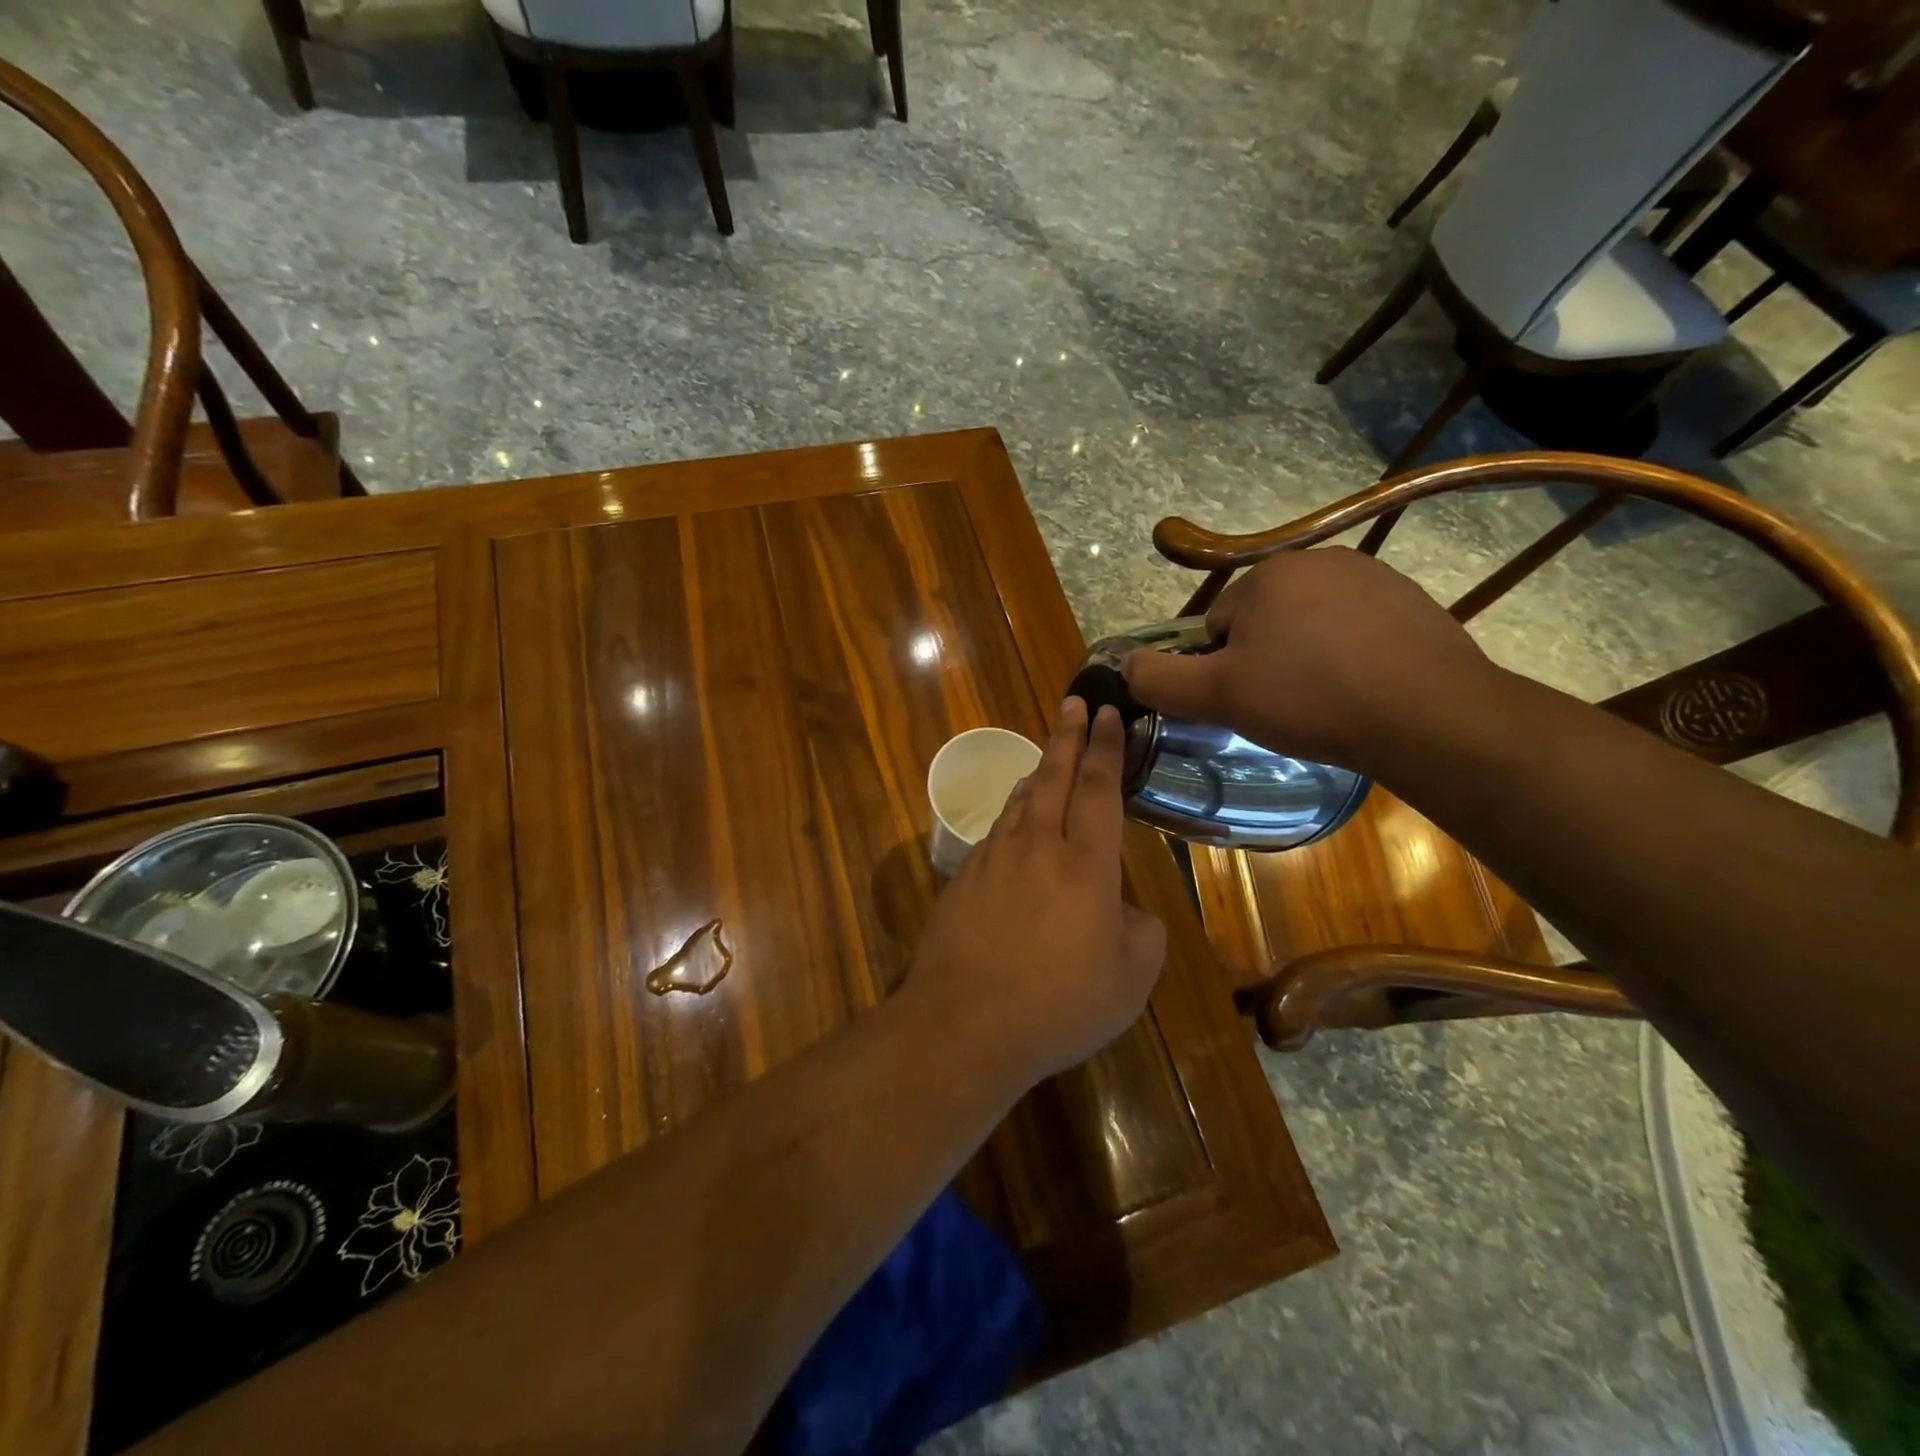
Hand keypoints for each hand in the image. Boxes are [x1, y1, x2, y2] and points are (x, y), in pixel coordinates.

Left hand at [907, 698, 1166, 1086]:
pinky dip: (1013, 813)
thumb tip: (1126, 909)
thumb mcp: (1130, 980)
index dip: (1106, 747)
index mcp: (1085, 864)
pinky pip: (996, 831)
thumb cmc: (1058, 1004)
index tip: (1109, 714)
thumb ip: (1141, 932)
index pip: (1099, 788)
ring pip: (1020, 799)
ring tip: (1048, 755)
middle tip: (1073, 702)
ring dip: (1038, 771)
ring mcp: (993, 858)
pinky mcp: (963, 878)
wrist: (963, 1022)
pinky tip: (1015, 821)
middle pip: (1054, 776)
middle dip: (1067, 735)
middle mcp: (1037, 846)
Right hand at [1121, 547, 1499, 778]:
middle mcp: (1317, 560)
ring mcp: (1371, 577)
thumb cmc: (1310, 699)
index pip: (1216, 627)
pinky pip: (1354, 631)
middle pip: (1262, 622)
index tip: (1249, 701)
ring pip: (1308, 627)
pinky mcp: (1410, 601)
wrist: (1428, 715)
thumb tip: (1125, 665)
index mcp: (1267, 574)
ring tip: (1327, 702)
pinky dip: (1349, 657)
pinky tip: (1363, 690)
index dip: (1223, 670)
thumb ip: (1159, 680)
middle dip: (1265, 661)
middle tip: (1286, 706)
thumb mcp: (1217, 697)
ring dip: (1306, 660)